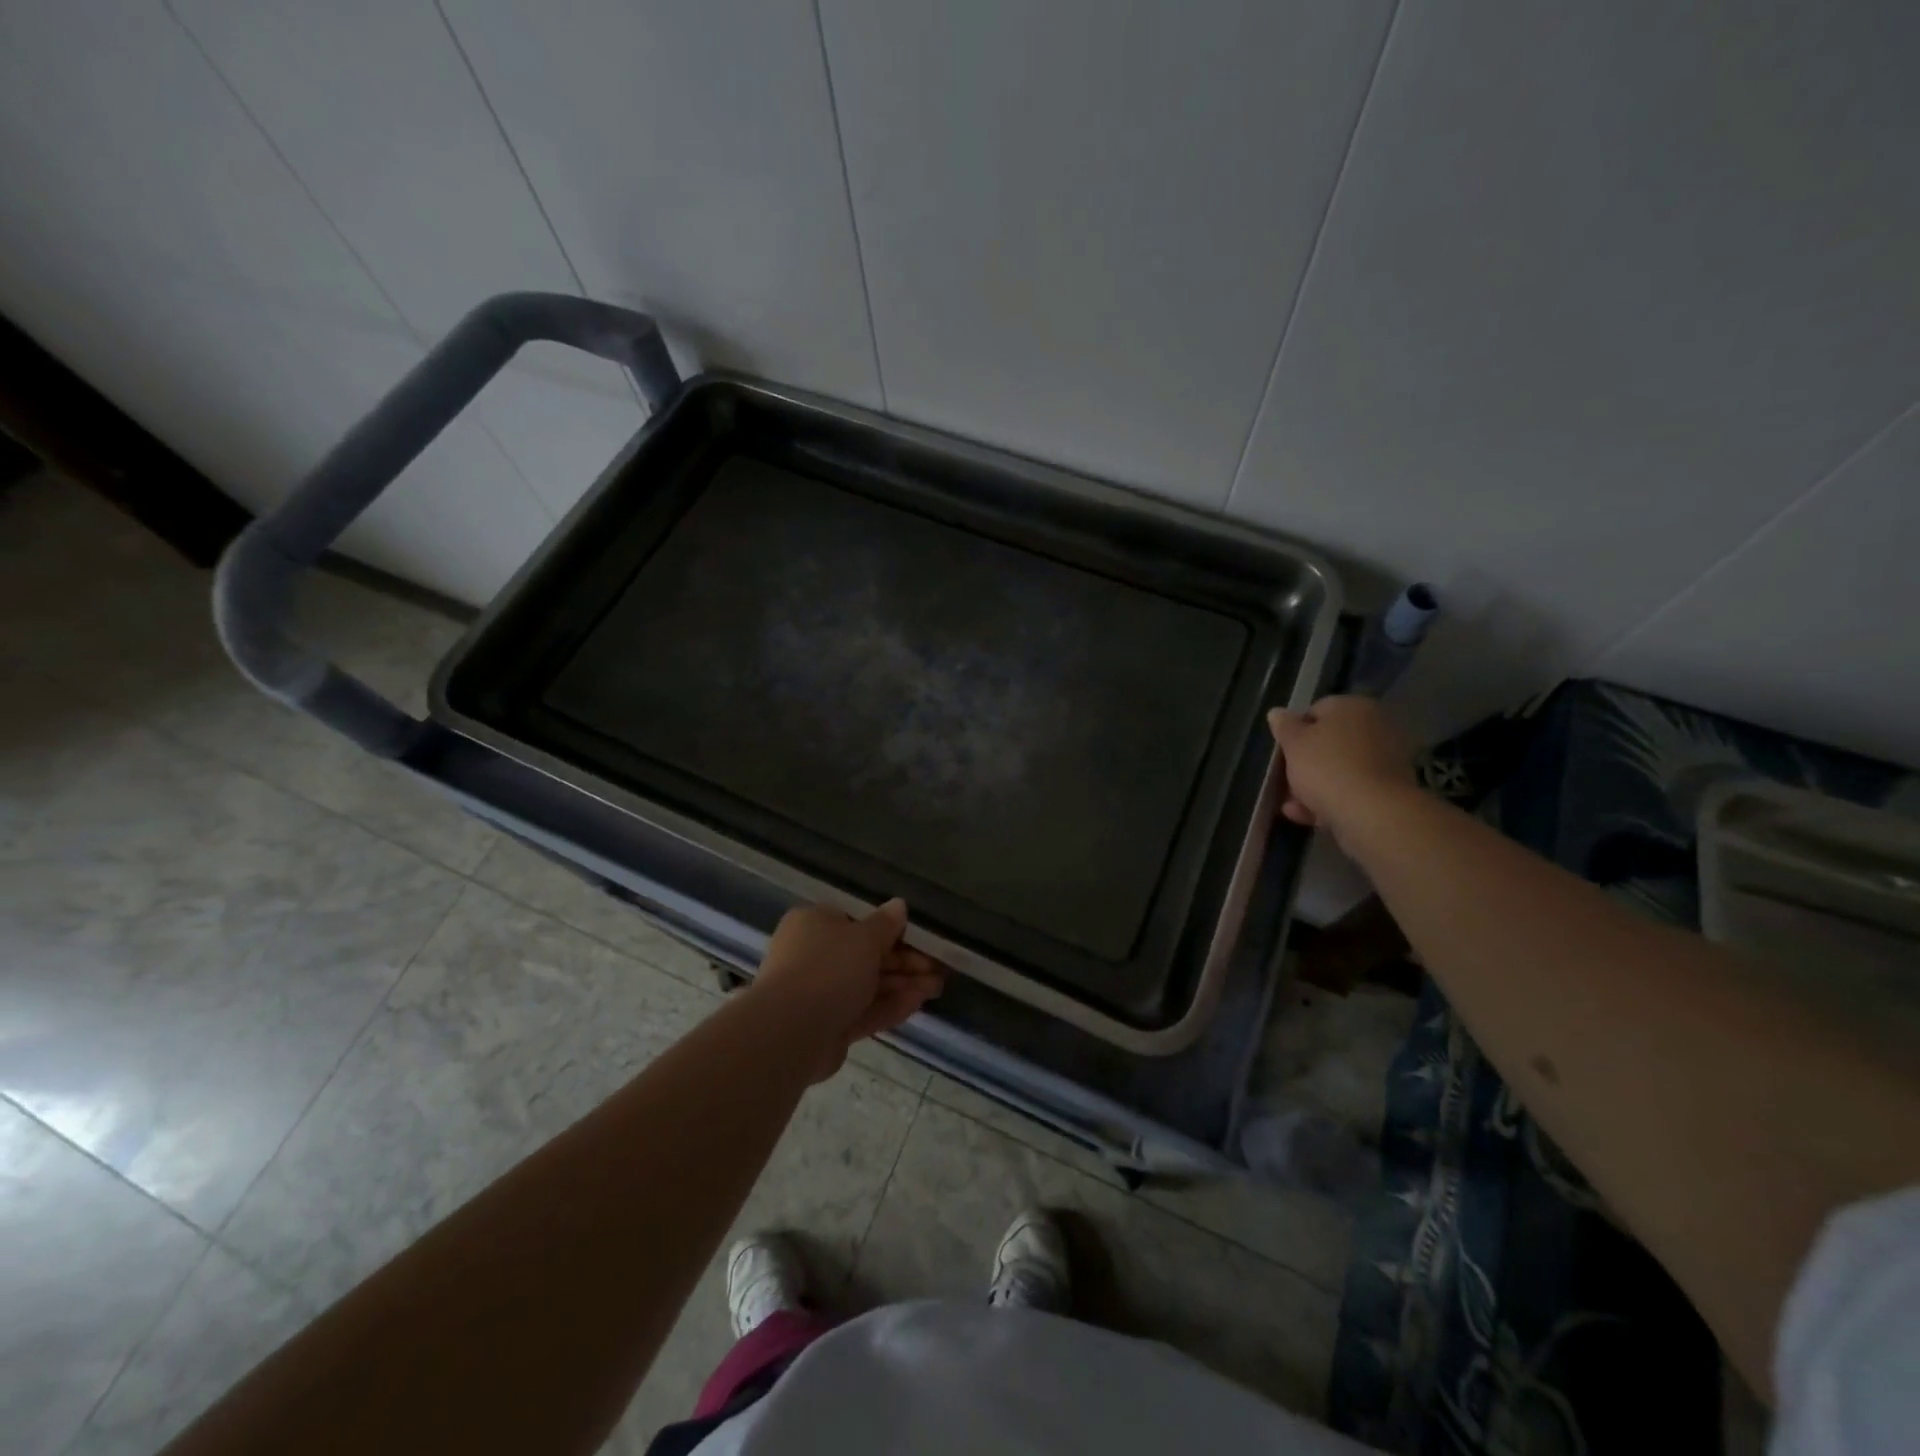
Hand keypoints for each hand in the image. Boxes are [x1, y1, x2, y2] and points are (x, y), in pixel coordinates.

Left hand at [751, 899, 945, 1080]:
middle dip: (904, 962)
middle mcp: (812, 956)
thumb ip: (886, 924)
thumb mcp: (865, 938)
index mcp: (814, 924)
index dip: (891, 931)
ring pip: (867, 986)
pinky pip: (863, 1011)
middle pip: (864, 956)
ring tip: (937, 987)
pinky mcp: (827, 1027)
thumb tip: (899, 905)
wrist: (791, 1031)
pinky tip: (919, 1003)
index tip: (921, 940)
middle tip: (937, 968)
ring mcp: (818, 994)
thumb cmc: (829, 967)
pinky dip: (890, 1006)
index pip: (856, 923)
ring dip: (902, 985)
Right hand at [1267, 695, 1414, 845]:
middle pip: (1329, 742)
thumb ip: (1284, 726)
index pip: (1316, 710)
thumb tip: (1277, 712)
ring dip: (1313, 785)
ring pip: (1339, 769)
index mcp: (1353, 707)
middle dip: (1304, 762)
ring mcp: (1386, 759)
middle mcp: (1375, 727)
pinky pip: (1352, 789)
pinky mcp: (1389, 789)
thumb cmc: (1327, 767)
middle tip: (1284, 780)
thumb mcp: (1294, 743)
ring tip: (1292, 805)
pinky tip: (1309, 815)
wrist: (1372, 812)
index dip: (1294, 731)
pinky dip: (1331, 800)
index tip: (1282, 752)